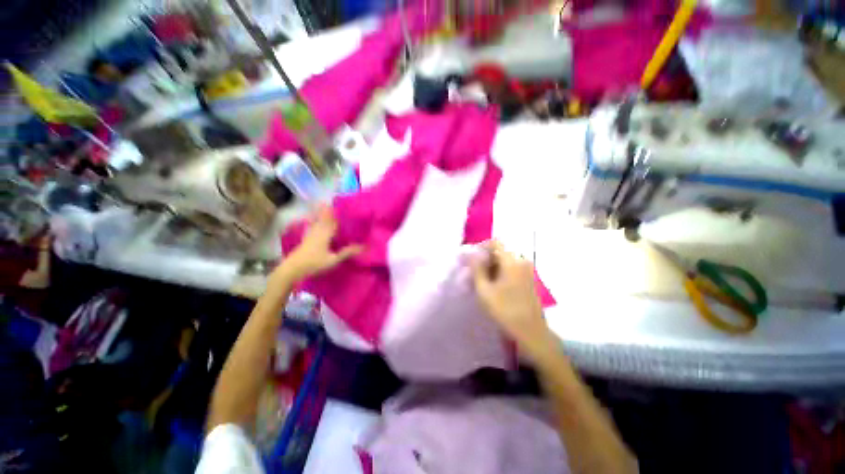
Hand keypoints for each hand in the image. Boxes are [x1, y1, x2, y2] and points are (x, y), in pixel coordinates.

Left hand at [276, 205, 362, 281]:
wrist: (293, 269)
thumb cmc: (315, 264)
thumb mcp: (333, 259)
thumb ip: (347, 252)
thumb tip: (362, 246)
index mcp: (325, 234)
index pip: (333, 220)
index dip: (337, 213)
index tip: (341, 205)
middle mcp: (317, 231)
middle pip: (324, 218)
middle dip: (328, 210)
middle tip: (332, 202)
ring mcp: (309, 234)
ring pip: (317, 221)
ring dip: (320, 213)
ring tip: (323, 206)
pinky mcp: (305, 238)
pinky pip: (311, 226)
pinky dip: (313, 221)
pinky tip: (312, 220)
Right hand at [471, 241, 552, 359]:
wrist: (531, 332)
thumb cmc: (505, 311)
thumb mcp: (484, 290)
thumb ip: (477, 269)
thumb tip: (470, 255)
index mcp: (512, 261)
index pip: (495, 242)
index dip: (481, 247)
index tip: (471, 259)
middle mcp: (521, 261)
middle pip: (500, 250)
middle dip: (485, 258)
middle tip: (473, 272)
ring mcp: (526, 269)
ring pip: (504, 260)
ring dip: (491, 266)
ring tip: (480, 280)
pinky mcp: (528, 278)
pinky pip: (511, 267)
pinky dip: (499, 272)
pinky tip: (492, 285)